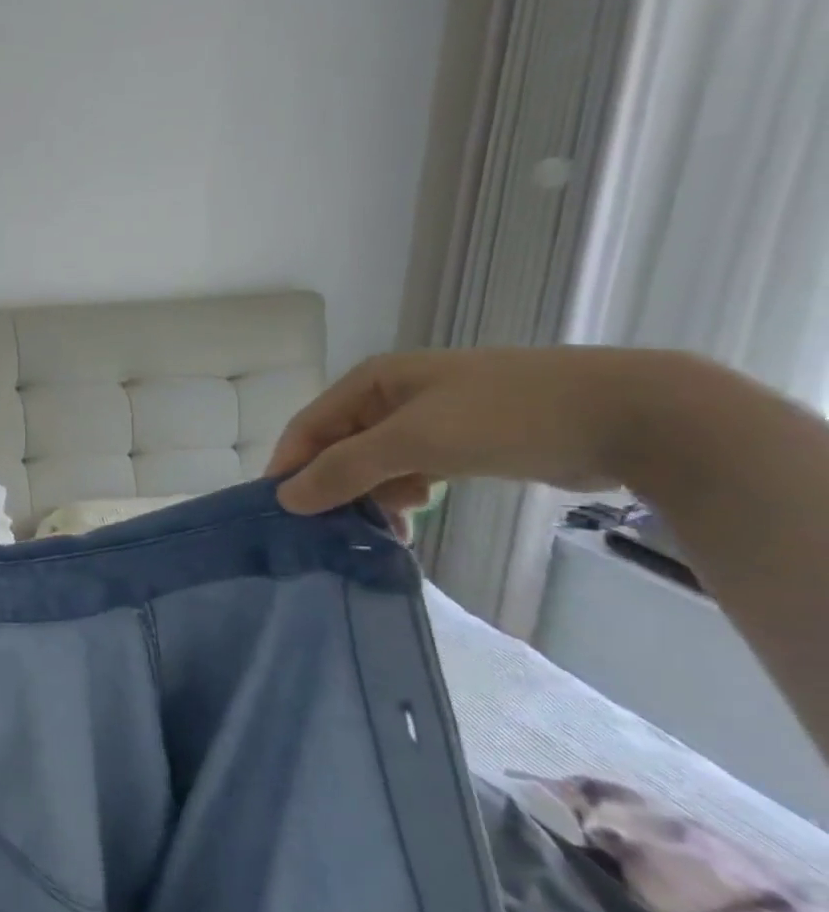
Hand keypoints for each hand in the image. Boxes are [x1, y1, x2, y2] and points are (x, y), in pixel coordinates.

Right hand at [265, 348, 655, 523]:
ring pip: (375, 463)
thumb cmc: (505, 415)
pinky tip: (414, 518)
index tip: (281, 514)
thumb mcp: (413, 441)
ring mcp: (429, 418)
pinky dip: (405, 495)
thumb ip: (344, 469)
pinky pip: (411, 470)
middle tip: (333, 531)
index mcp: (372, 381)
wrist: (630, 414)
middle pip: (340, 446)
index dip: (290, 467)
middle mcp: (392, 395)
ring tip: (385, 530)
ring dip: (372, 496)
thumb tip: (285, 498)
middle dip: (335, 486)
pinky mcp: (461, 442)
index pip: (308, 426)